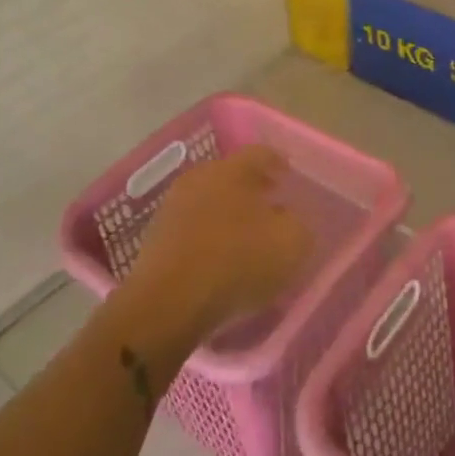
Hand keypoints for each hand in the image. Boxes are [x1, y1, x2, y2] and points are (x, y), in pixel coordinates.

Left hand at [126, 145, 313, 339]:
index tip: (289, 173)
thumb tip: (288, 220)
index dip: (278, 161)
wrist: (168, 302)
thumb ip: (297, 225)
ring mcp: (174, 205)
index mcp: (233, 169)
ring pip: (209, 199)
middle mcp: (201, 177)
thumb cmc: (237, 262)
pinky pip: (192, 225)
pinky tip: (219, 256)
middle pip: (231, 174)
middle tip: (271, 203)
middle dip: (252, 187)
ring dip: (228, 211)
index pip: (261, 153)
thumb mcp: (290, 244)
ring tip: (246, 235)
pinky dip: (208, 234)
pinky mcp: (156, 236)